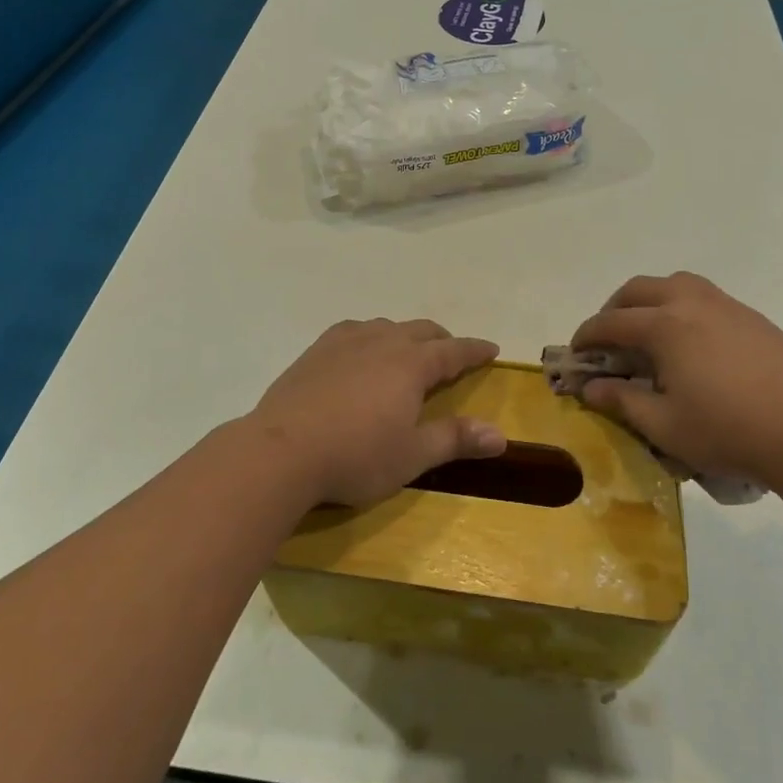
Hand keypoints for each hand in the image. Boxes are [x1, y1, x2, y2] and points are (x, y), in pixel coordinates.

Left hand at [251, 318, 505, 506]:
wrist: (281, 451)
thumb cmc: (356, 456)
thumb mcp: (412, 455)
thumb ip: (455, 439)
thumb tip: (501, 435)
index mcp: (411, 364)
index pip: (453, 351)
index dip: (474, 350)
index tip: (492, 348)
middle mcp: (382, 342)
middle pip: (421, 331)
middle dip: (442, 340)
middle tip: (452, 354)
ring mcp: (345, 342)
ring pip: (386, 326)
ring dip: (405, 335)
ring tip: (407, 352)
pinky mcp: (316, 350)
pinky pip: (353, 331)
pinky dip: (370, 336)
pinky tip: (360, 351)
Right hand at [571, 272, 782, 484]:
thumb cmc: (727, 431)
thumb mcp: (664, 426)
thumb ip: (622, 401)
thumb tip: (591, 387)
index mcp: (664, 326)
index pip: (611, 322)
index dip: (587, 336)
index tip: (576, 352)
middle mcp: (691, 304)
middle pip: (639, 290)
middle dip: (615, 309)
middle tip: (608, 339)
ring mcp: (726, 306)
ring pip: (676, 283)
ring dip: (651, 299)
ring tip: (649, 330)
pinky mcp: (752, 318)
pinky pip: (706, 297)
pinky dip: (683, 308)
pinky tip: (693, 343)